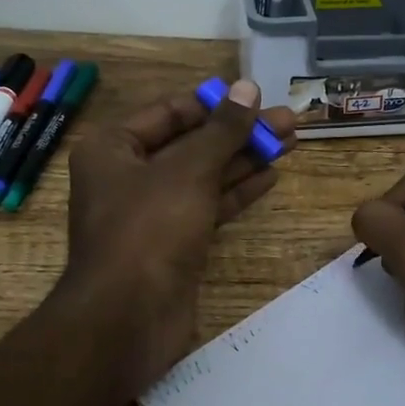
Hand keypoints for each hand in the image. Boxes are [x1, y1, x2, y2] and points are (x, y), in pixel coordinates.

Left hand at [63, 79, 295, 390]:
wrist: (128, 318)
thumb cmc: (150, 229)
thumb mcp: (189, 170)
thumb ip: (223, 129)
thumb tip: (248, 87)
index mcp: (113, 148)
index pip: (170, 111)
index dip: (214, 103)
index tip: (255, 98)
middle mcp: (128, 175)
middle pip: (192, 143)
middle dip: (239, 132)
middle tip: (288, 121)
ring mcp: (152, 212)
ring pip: (204, 175)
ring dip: (245, 159)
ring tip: (291, 141)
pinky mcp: (173, 242)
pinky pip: (207, 206)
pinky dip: (236, 191)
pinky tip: (270, 176)